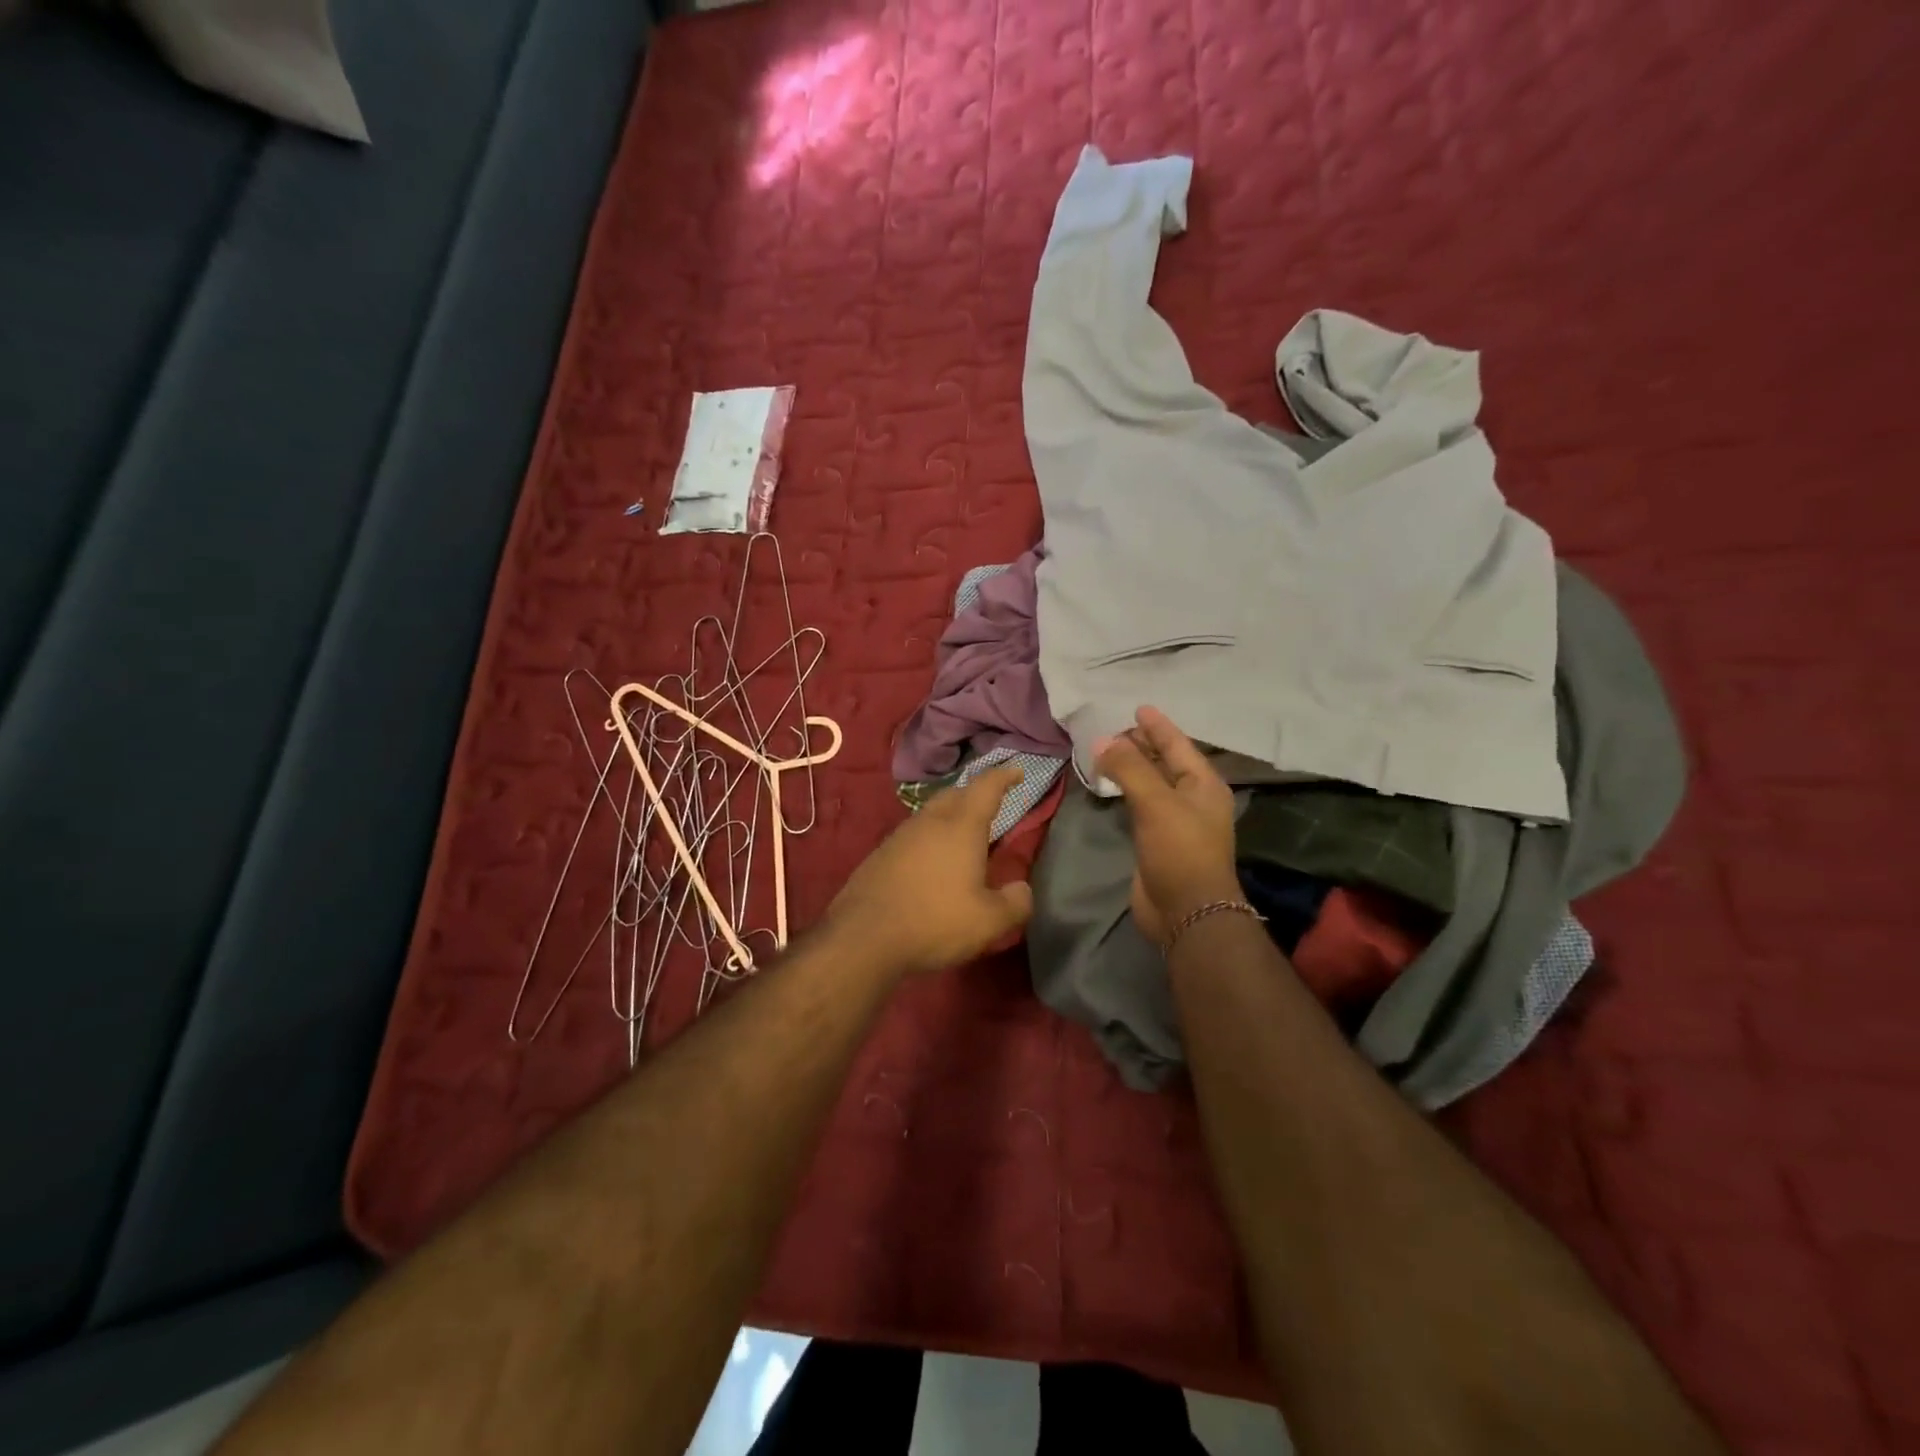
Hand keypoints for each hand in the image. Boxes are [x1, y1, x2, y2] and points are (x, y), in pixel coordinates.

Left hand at [826, 764, 1033, 976]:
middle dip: (974, 794)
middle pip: (955, 794)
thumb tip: (1022, 889)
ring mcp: (900, 836)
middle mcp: (930, 822)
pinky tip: (930, 864)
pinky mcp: (880, 855)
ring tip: (962, 837)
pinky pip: (913, 836)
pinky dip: (929, 839)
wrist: (863, 937)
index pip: (986, 787)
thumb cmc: (934, 922)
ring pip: (931, 814)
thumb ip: (1015, 903)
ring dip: (949, 817)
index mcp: (961, 827)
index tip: (1016, 770)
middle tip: (990, 805)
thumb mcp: (988, 922)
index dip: (1004, 776)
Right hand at [1095, 707, 1238, 944]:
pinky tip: (1111, 785)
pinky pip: (1141, 805)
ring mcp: (1176, 821)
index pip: (1179, 745)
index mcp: (1204, 785)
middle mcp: (1193, 799)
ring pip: (1152, 784)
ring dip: (1132, 767)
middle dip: (1143, 744)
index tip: (1139, 707)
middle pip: (1166, 762)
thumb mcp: (1156, 802)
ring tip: (1108, 750)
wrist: (1186, 910)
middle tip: (1115, 728)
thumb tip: (1104, 740)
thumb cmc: (1179, 850)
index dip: (1158, 726)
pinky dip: (1126, 791)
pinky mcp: (1158, 841)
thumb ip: (1129, 768)